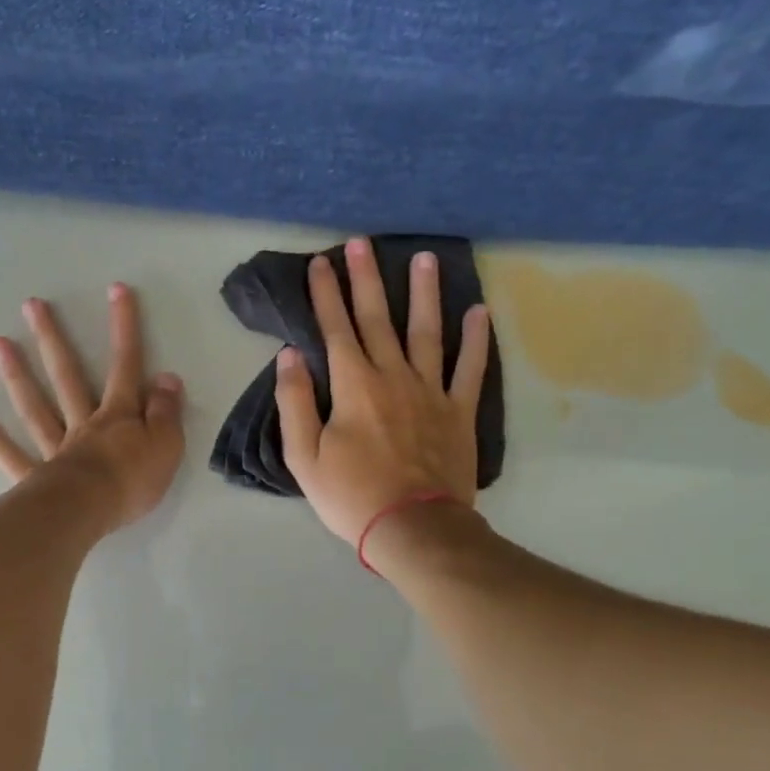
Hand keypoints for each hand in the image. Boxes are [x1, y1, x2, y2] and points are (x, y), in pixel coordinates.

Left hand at [0, 283, 185, 532]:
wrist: (90, 512)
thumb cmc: (132, 480)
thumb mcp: (166, 445)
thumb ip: (166, 412)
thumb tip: (166, 377)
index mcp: (118, 416)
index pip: (125, 366)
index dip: (124, 328)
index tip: (116, 290)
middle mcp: (83, 424)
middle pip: (67, 376)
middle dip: (53, 339)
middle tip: (31, 306)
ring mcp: (56, 449)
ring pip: (35, 407)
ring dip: (17, 375)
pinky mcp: (36, 478)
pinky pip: (13, 456)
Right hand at [276, 238, 491, 545]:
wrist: (412, 527)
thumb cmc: (350, 495)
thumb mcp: (304, 456)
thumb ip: (295, 401)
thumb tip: (290, 355)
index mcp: (353, 385)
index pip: (335, 328)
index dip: (325, 294)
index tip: (319, 262)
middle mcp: (393, 376)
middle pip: (377, 319)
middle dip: (365, 279)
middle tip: (360, 242)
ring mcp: (431, 391)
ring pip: (428, 332)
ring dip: (424, 293)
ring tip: (424, 259)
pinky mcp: (459, 412)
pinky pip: (471, 369)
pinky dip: (476, 340)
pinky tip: (479, 312)